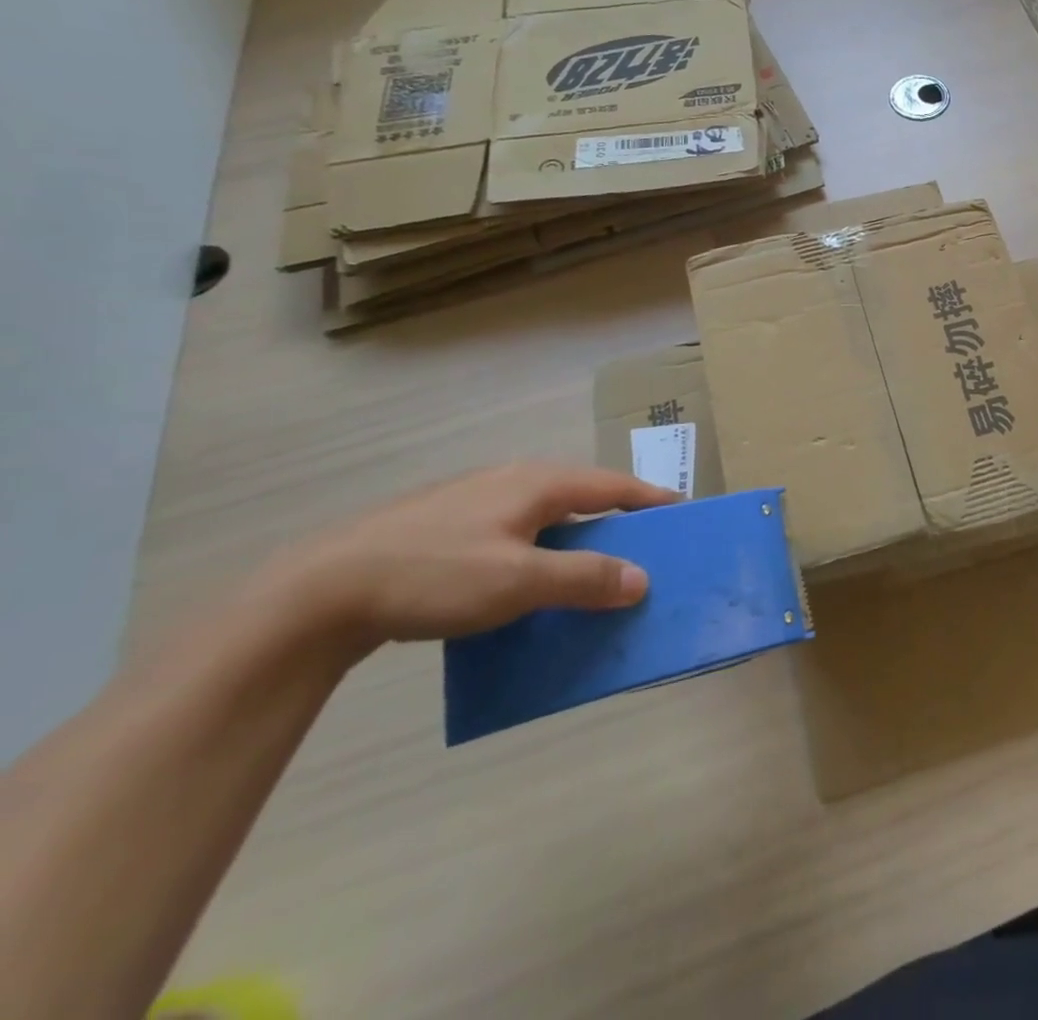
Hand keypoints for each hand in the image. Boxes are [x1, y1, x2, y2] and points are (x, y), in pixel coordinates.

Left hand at [275, 462, 678, 650]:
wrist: (319, 591)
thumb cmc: (435, 575)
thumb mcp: (519, 583)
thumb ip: (584, 579)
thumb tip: (643, 579)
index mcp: (538, 483)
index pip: (614, 487)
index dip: (651, 499)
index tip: (683, 514)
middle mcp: (513, 480)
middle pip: (583, 496)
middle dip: (616, 521)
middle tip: (642, 550)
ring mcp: (475, 500)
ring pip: (545, 515)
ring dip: (576, 539)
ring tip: (590, 570)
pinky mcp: (446, 524)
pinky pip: (514, 531)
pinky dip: (539, 550)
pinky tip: (525, 581)